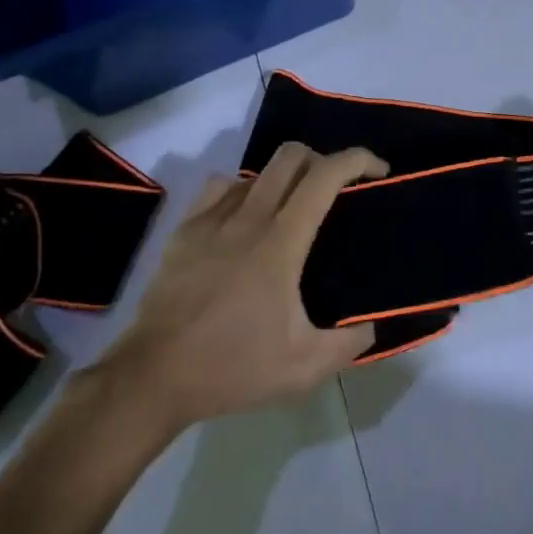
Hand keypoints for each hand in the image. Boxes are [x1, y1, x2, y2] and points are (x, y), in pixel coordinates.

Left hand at [95, 144, 383, 435]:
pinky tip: (245, 219)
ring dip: (284, 178)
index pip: (325, 176)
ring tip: (292, 209)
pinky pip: (221, 187)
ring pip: (256, 171)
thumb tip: (370, 325)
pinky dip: (243, 190)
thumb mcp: (304, 367)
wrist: (153, 377)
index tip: (379, 171)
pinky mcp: (184, 230)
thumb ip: (349, 343)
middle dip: (323, 159)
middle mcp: (248, 218)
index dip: (358, 160)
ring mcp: (211, 220)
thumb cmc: (232, 367)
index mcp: (281, 242)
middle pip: (291, 156)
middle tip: (337, 190)